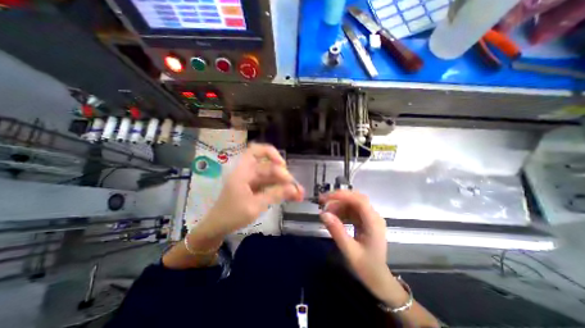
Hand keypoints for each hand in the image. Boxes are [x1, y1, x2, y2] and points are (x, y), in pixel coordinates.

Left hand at [200, 144, 303, 236]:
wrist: (218, 228)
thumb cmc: (232, 215)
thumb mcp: (254, 206)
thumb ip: (274, 195)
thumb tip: (294, 188)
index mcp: (243, 171)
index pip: (256, 151)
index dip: (271, 153)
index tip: (283, 165)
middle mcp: (249, 173)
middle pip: (270, 168)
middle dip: (285, 177)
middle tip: (297, 189)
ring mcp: (253, 181)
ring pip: (273, 178)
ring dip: (286, 185)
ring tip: (299, 195)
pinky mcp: (256, 189)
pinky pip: (271, 186)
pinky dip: (281, 190)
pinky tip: (292, 197)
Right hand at [319, 191, 405, 305]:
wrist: (378, 279)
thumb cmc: (366, 267)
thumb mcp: (349, 251)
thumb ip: (337, 231)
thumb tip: (323, 214)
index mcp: (374, 223)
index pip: (359, 200)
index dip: (342, 196)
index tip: (326, 198)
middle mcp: (373, 216)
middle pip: (356, 199)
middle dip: (338, 198)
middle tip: (322, 201)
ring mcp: (369, 218)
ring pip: (352, 203)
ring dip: (338, 205)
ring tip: (325, 212)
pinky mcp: (365, 221)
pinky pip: (351, 210)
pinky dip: (341, 211)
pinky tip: (333, 217)